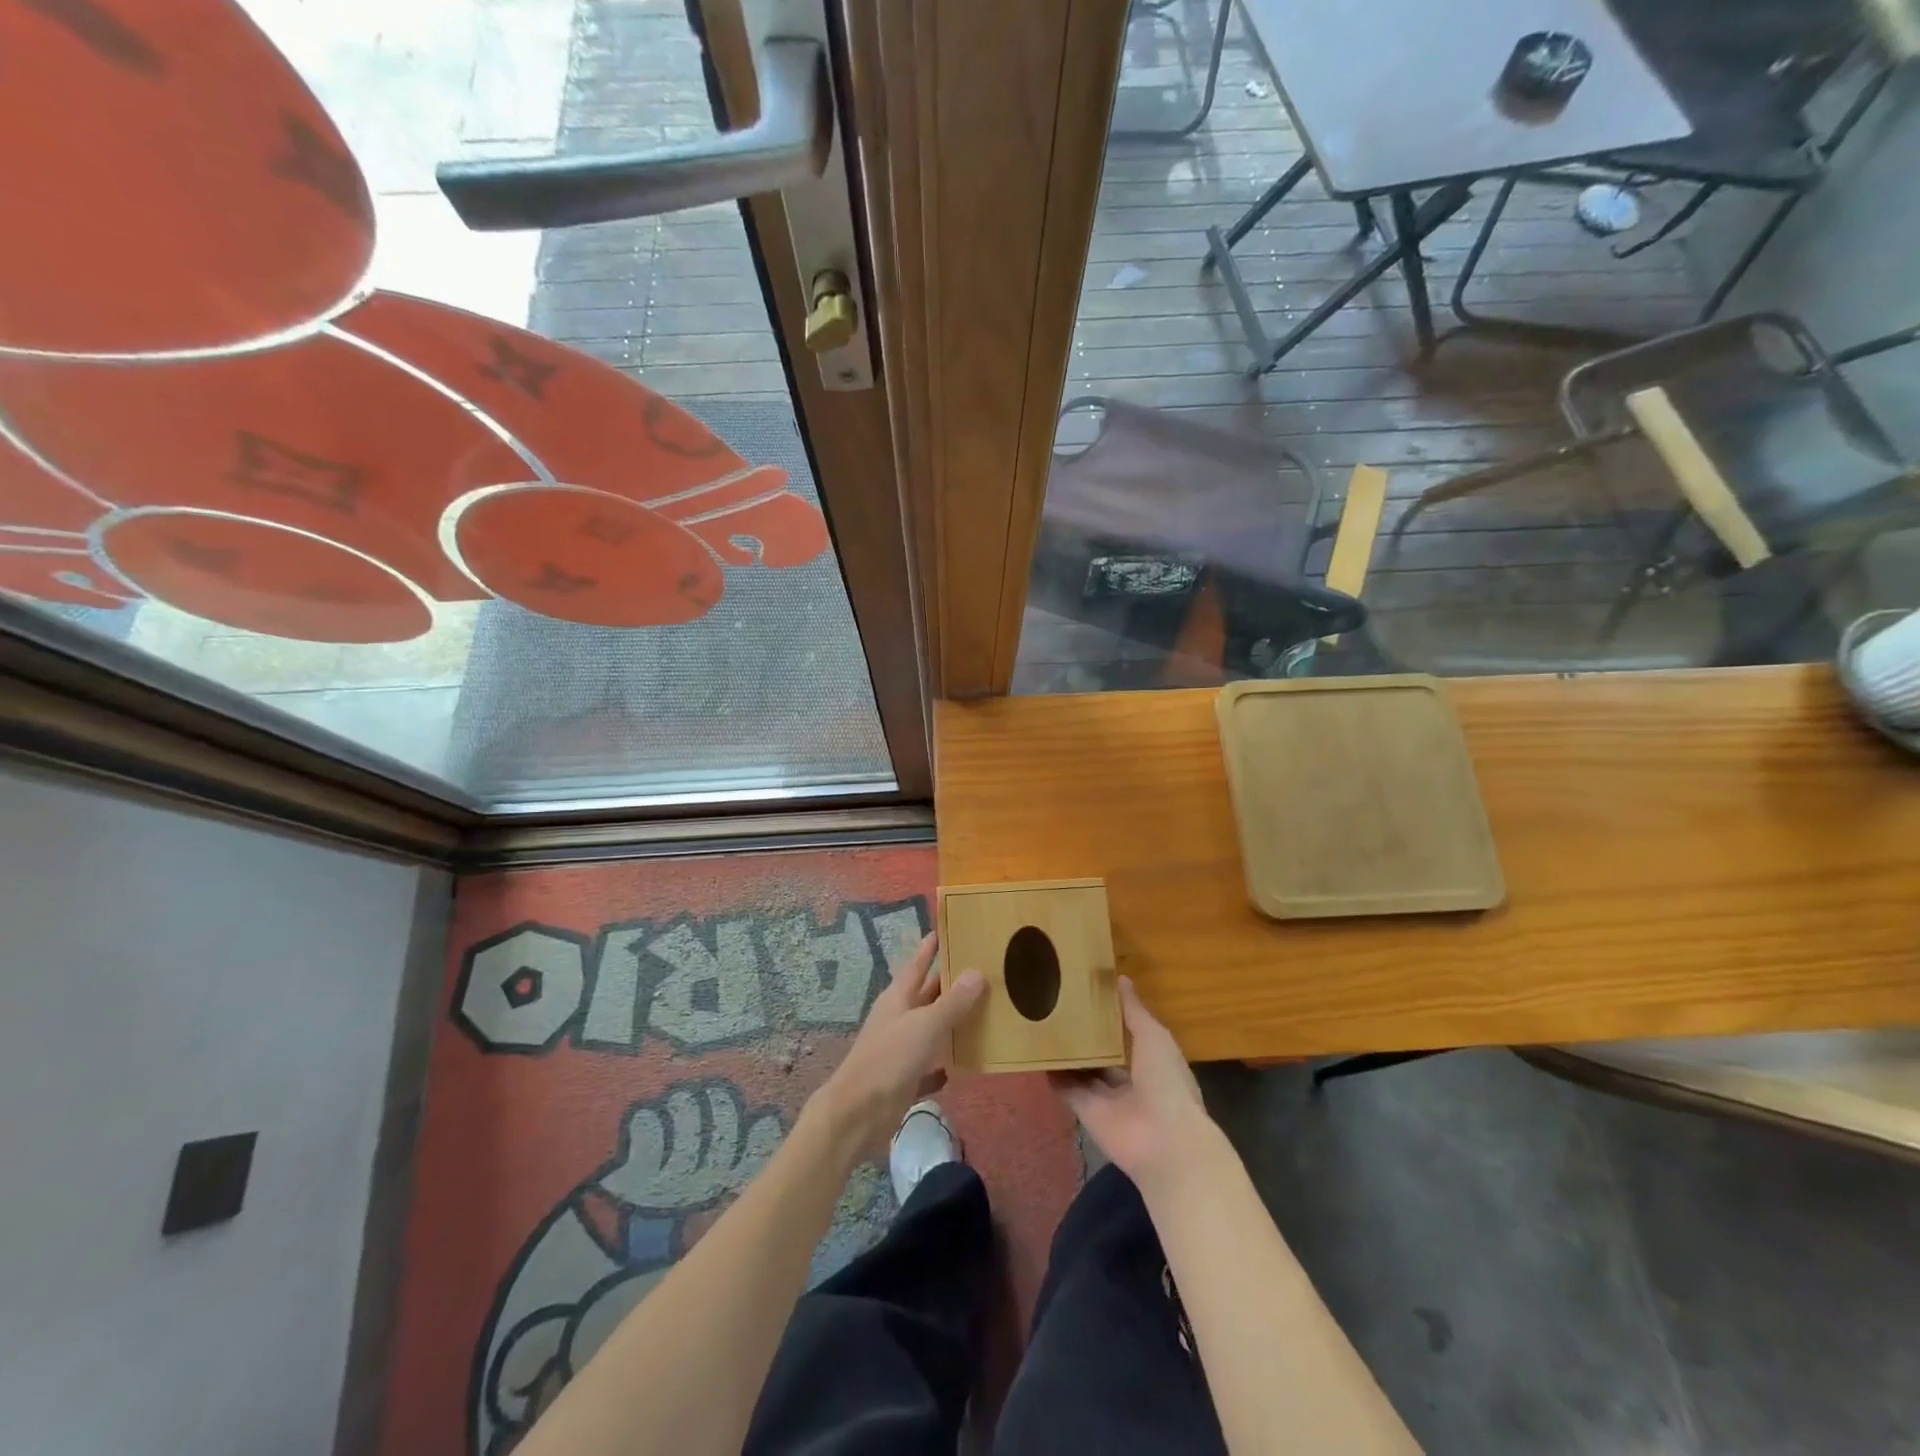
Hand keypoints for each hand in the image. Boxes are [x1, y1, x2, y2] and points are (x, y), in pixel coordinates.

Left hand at [812, 933, 984, 1157]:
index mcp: (898, 999)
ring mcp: (899, 1050)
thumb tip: (977, 972)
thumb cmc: (889, 1060)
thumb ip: (952, 1003)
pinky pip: (929, 1067)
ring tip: (982, 1012)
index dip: (928, 949)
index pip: (916, 966)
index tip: (942, 931)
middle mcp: (898, 1019)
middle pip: (926, 995)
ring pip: (930, 1029)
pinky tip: (961, 1064)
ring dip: (950, 1022)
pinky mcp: (903, 1080)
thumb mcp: (925, 1027)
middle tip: (978, 969)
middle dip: (948, 984)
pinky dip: (943, 1064)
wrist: (857, 1114)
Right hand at [1050, 977, 1216, 1193]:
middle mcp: (1130, 1080)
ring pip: (1083, 1072)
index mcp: (1152, 1062)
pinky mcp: (1087, 1113)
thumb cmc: (1166, 1081)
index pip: (1129, 1036)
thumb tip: (1120, 978)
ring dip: (1068, 1055)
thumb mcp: (1154, 1037)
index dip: (1111, 1018)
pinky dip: (1054, 1077)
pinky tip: (1037, 1055)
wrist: (1163, 1141)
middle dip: (1087, 1036)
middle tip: (1059, 1007)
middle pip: (1103, 1055)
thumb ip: (1134, 1011)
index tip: (1089, 994)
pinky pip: (1068, 1091)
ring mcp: (1107, 1099)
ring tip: (1043, 1025)